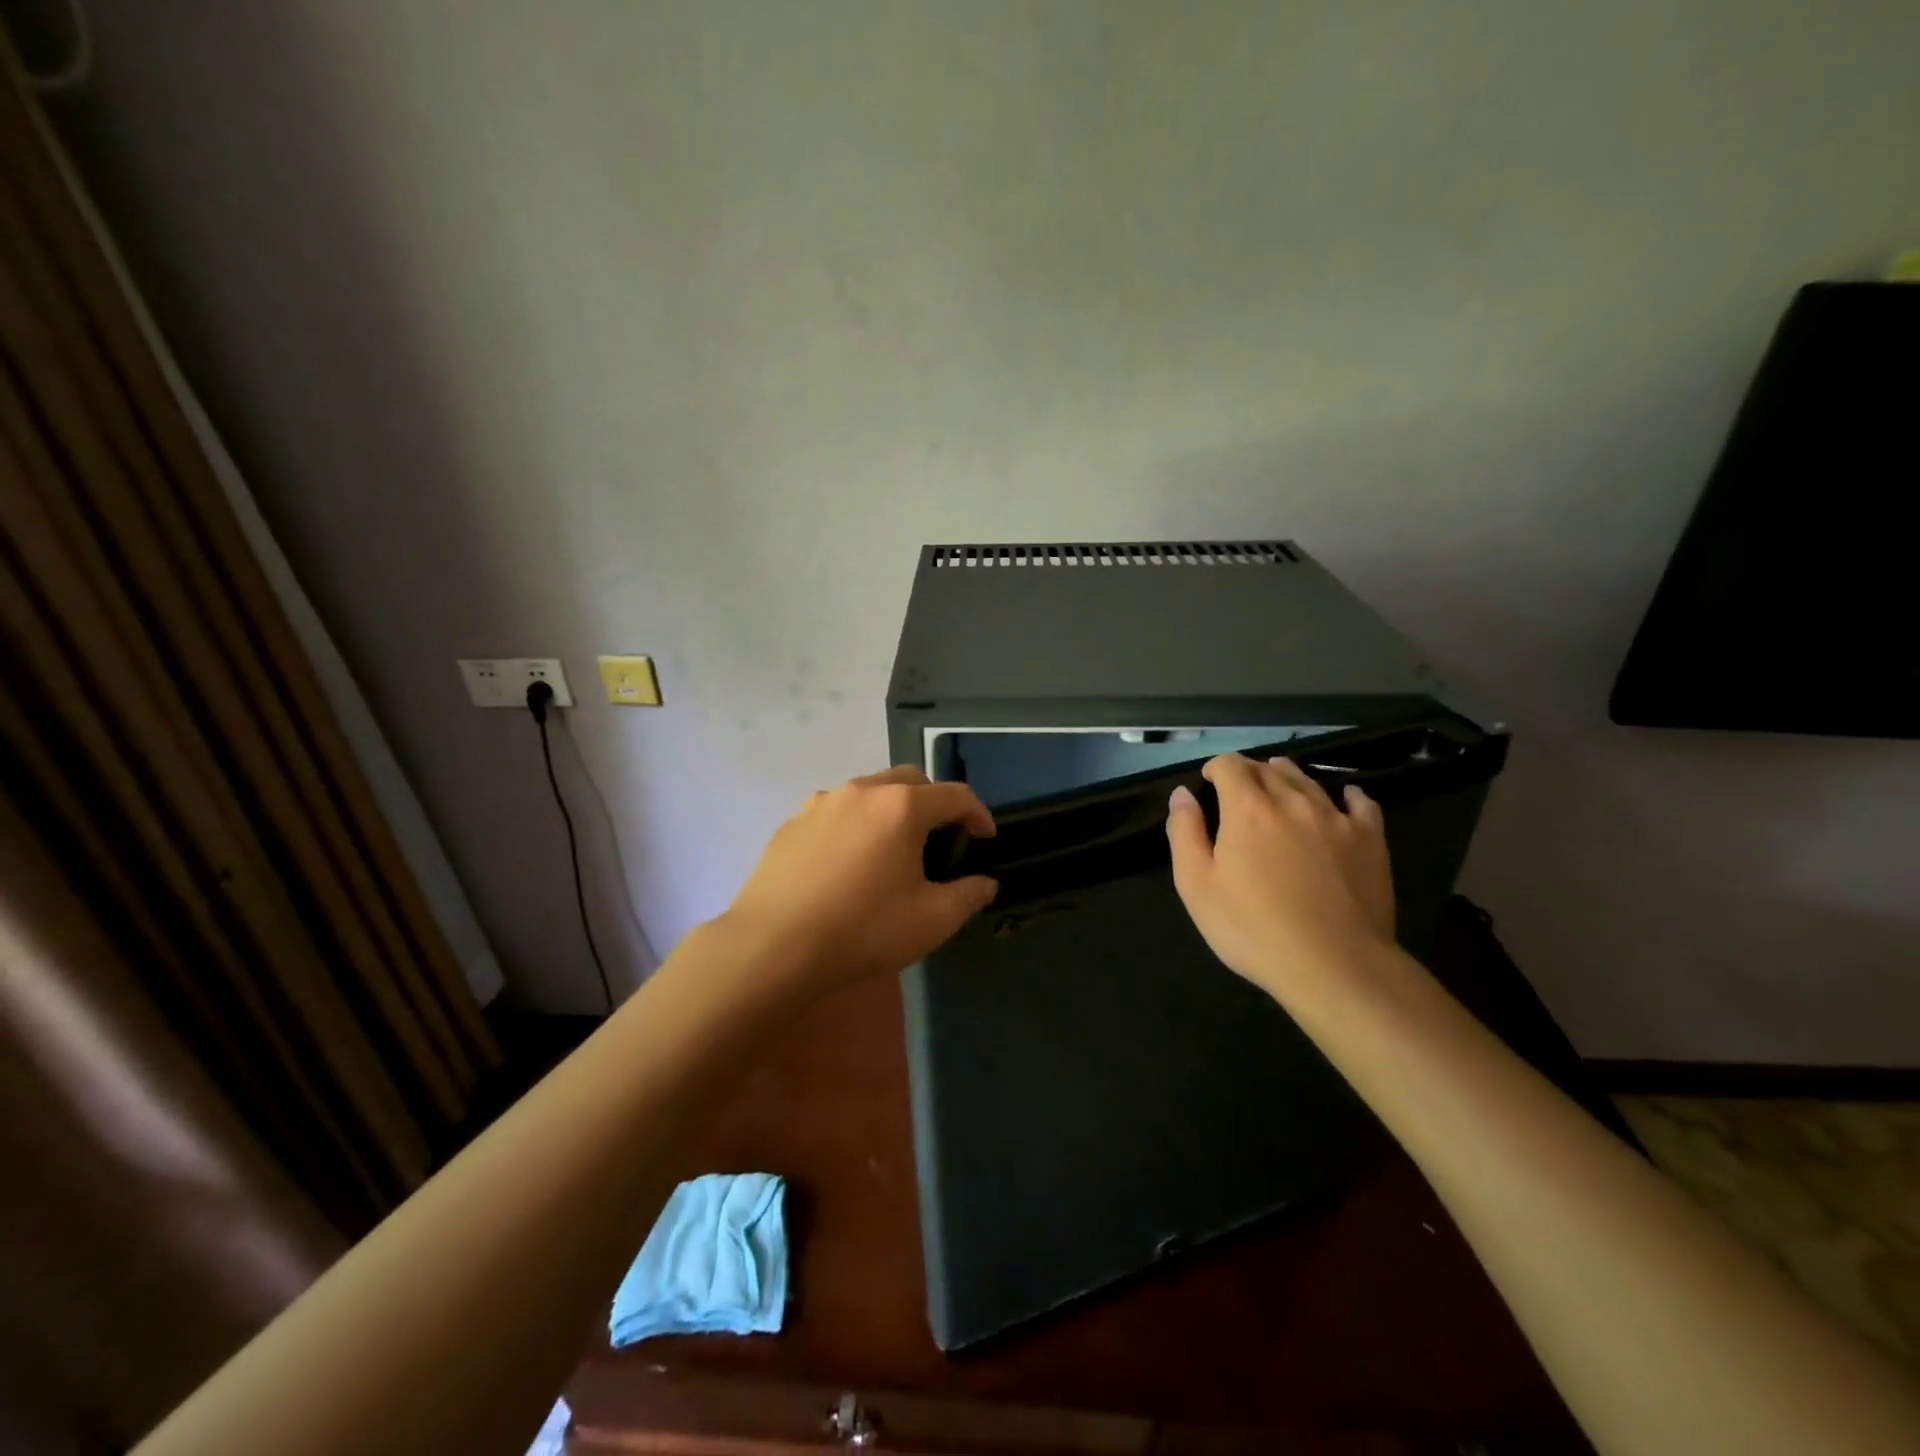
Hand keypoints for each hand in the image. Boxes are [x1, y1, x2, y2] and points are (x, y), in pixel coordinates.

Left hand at [716, 766, 997, 996]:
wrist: (773, 947)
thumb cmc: (863, 930)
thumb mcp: (932, 921)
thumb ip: (968, 895)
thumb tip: (984, 883)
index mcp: (901, 806)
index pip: (955, 795)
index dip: (978, 814)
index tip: (985, 838)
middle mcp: (862, 791)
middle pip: (910, 781)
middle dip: (934, 803)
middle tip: (941, 839)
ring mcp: (821, 803)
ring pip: (869, 792)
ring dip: (892, 810)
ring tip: (893, 848)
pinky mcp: (792, 823)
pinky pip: (836, 812)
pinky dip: (855, 825)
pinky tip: (849, 862)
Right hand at [1166, 754, 1396, 1003]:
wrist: (1334, 964)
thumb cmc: (1253, 928)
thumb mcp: (1196, 886)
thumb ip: (1185, 832)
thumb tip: (1183, 794)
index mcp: (1247, 808)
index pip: (1230, 765)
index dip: (1215, 768)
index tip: (1208, 783)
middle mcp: (1292, 801)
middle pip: (1268, 768)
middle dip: (1248, 772)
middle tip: (1238, 791)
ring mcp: (1336, 818)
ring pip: (1308, 781)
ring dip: (1288, 777)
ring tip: (1279, 786)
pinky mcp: (1370, 840)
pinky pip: (1360, 803)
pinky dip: (1347, 795)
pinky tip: (1344, 799)